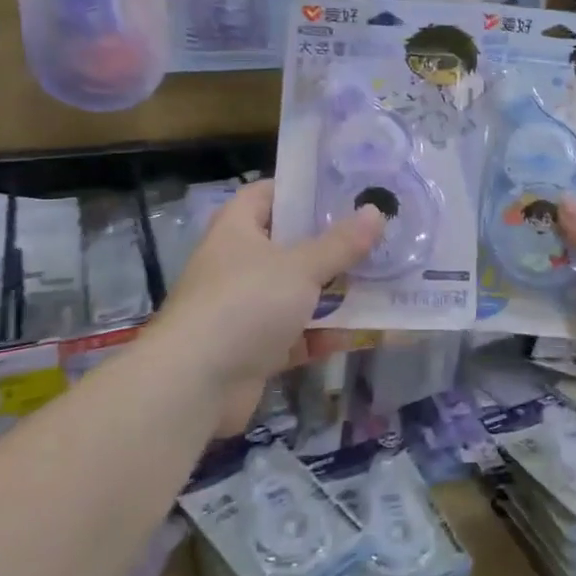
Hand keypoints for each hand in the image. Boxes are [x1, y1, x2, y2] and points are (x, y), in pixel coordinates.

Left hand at [156, 181, 384, 434]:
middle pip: (289, 246)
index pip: (267, 194)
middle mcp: (237, 265)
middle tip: (375, 238)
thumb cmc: (246, 304)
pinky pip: (295, 335)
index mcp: (237, 230)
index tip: (343, 192)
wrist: (194, 384)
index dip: (301, 190)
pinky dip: (322, 335)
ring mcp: (244, 309)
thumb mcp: (301, 267)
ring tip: (380, 283)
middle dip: (331, 246)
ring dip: (333, 294)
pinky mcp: (253, 349)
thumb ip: (341, 243)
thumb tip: (377, 211)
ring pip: (296, 293)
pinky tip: (359, 333)